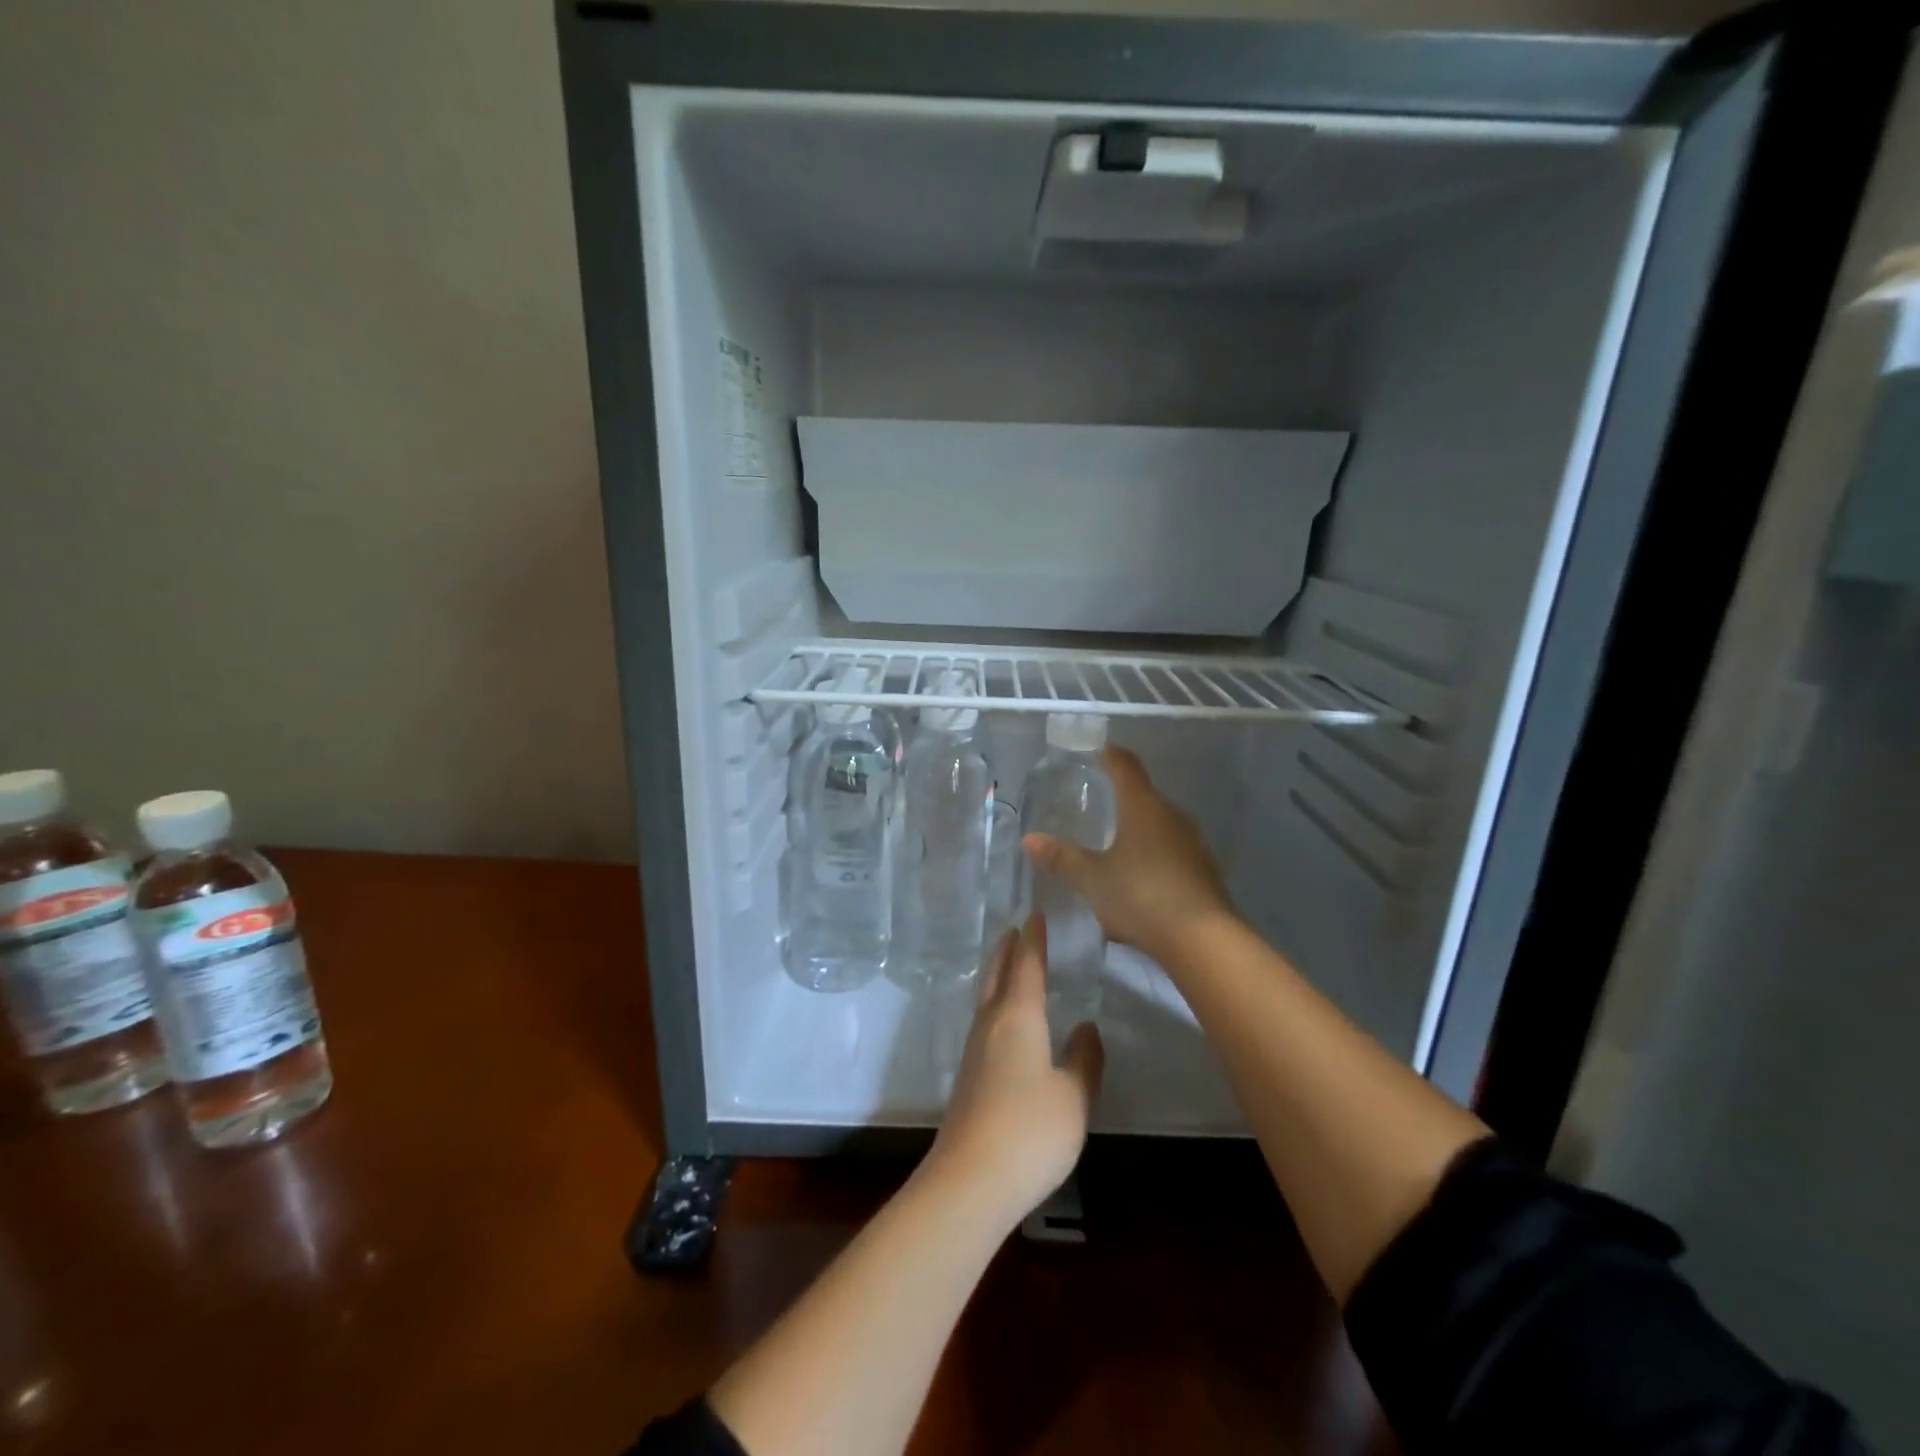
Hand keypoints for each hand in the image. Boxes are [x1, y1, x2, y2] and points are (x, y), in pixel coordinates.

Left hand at [926, 916, 1103, 1227]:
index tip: (1035, 914)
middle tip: (1014, 929)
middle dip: (1007, 950)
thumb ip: (1084, 1059)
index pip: (1027, 965)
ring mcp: (974, 1050)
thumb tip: (1086, 1026)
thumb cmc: (1029, 1132)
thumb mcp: (1073, 1096)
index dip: (1034, 939)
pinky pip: (983, 1021)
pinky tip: (1003, 1021)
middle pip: (996, 974)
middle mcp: (991, 1024)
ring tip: (1008, 964)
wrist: (970, 1180)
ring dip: (996, 974)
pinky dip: (994, 1003)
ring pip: (986, 997)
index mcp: (1018, 1017)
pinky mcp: (968, 1076)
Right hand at [1022, 746, 1236, 964]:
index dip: (1109, 756)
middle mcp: (1171, 815)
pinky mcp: (1204, 870)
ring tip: (1113, 848)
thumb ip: (1062, 858)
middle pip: (1143, 796)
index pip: (1125, 765)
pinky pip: (1172, 852)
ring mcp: (1193, 843)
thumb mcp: (1093, 879)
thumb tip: (1030, 839)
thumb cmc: (1141, 897)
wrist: (1203, 940)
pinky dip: (1153, 857)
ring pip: (1159, 825)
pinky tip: (1139, 882)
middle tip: (1095, 808)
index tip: (1096, 754)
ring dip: (1138, 832)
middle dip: (1120, 800)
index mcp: (1143, 806)